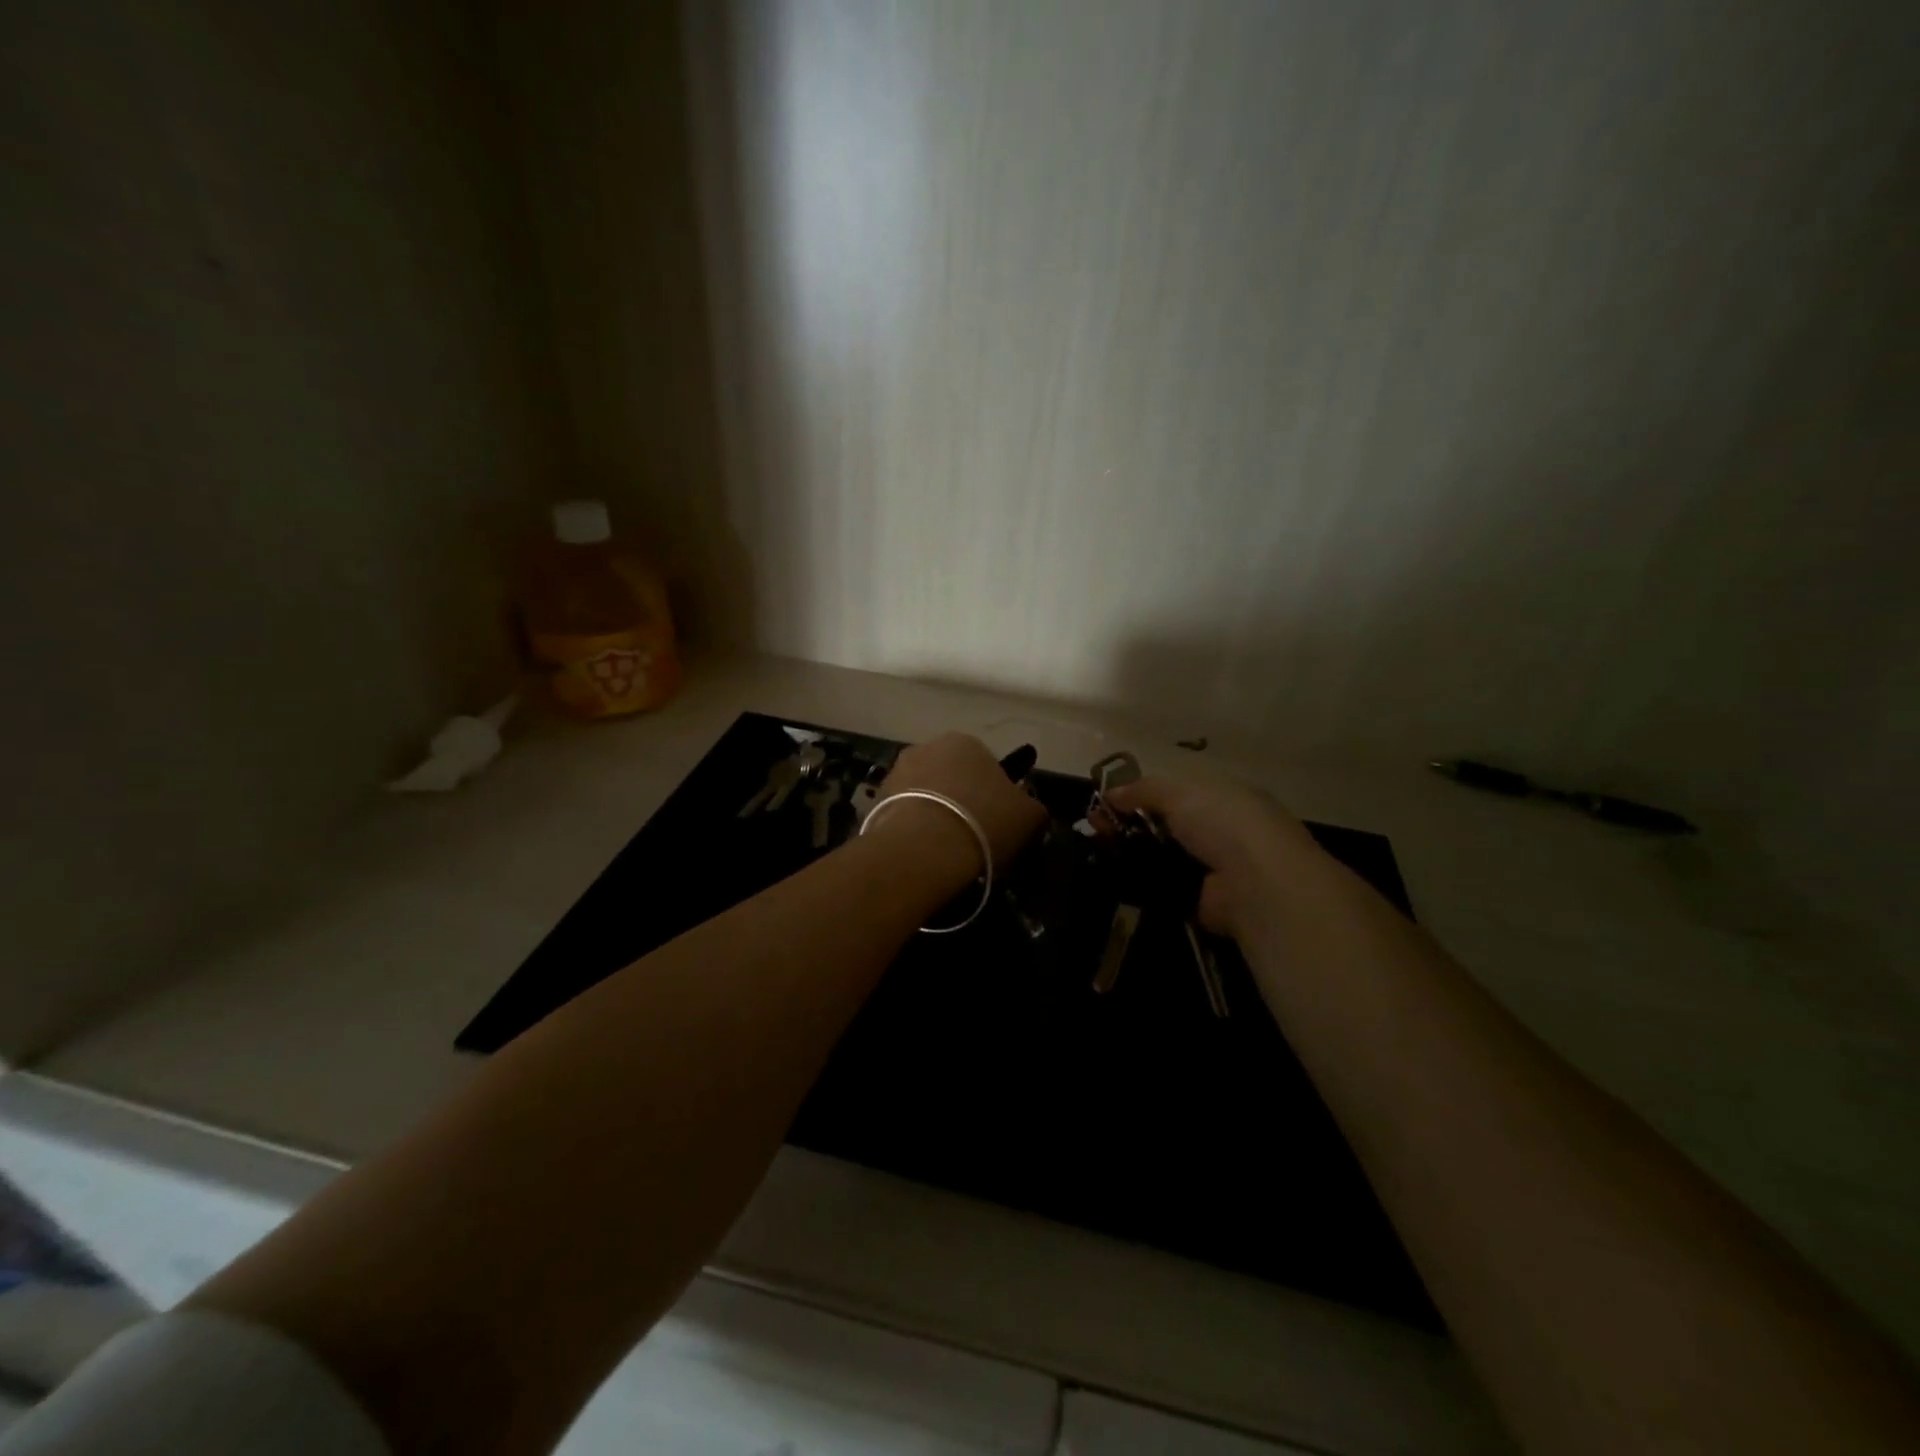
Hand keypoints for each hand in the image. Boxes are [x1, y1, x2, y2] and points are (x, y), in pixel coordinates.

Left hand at [875, 733, 1048, 872]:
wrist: (924, 848)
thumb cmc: (983, 822)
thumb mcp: (1029, 816)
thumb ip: (1032, 805)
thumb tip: (1028, 807)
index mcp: (967, 741)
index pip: (986, 763)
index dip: (994, 793)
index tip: (997, 820)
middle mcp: (928, 746)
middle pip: (952, 775)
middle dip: (961, 798)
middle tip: (973, 833)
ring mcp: (897, 771)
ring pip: (926, 792)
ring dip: (935, 811)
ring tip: (947, 847)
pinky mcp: (876, 798)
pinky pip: (904, 812)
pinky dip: (914, 826)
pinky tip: (924, 851)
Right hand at [1104, 775, 1323, 938]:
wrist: (1256, 883)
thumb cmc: (1223, 822)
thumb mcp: (1180, 793)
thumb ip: (1143, 790)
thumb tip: (1110, 793)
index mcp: (1225, 798)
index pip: (1177, 795)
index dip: (1141, 796)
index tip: (1107, 802)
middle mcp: (1222, 833)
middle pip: (1165, 826)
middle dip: (1129, 824)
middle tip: (1095, 827)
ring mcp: (1212, 869)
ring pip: (1161, 857)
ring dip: (1130, 854)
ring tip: (1097, 850)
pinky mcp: (1201, 902)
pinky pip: (1163, 888)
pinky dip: (1141, 884)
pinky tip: (1112, 876)